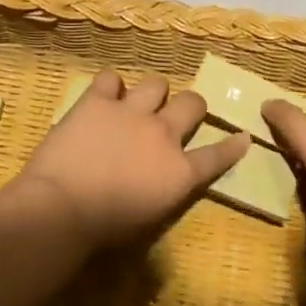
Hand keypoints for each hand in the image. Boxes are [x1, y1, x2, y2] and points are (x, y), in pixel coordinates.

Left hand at [8, 70, 250, 251]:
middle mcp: (163, 134)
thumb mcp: (149, 218)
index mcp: (179, 172)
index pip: (217, 156)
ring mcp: (132, 112)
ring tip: (137, 103)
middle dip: (191, 106)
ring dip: (151, 94)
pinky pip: (111, 77)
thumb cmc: (104, 228)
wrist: (62, 207)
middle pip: (193, 103)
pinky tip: (102, 97)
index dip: (232, 145)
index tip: (243, 136)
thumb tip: (162, 178)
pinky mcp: (99, 100)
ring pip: (157, 82)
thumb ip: (164, 189)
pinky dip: (109, 87)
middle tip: (177, 114)